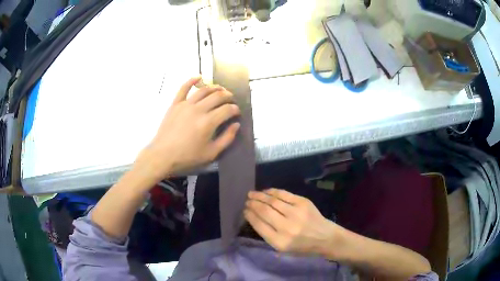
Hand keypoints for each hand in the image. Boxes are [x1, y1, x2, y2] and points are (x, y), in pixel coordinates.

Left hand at [136, 77, 240, 181]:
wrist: (162, 155)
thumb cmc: (187, 157)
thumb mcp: (211, 153)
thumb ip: (227, 138)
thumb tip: (236, 125)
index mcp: (209, 122)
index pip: (227, 109)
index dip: (235, 109)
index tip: (237, 112)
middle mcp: (199, 109)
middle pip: (218, 96)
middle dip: (228, 96)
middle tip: (231, 99)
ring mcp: (185, 104)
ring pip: (204, 90)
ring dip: (215, 87)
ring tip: (221, 89)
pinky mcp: (175, 104)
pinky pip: (183, 88)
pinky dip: (191, 80)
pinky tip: (199, 76)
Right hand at [244, 188, 338, 255]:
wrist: (325, 238)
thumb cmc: (302, 247)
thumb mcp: (283, 249)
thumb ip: (268, 234)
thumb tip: (254, 217)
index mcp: (280, 242)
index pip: (259, 225)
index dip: (250, 216)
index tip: (245, 211)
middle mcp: (287, 227)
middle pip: (264, 211)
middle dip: (253, 204)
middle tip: (247, 201)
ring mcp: (296, 213)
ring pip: (272, 201)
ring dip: (260, 196)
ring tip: (252, 194)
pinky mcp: (303, 203)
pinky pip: (284, 194)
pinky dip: (273, 191)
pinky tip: (266, 191)